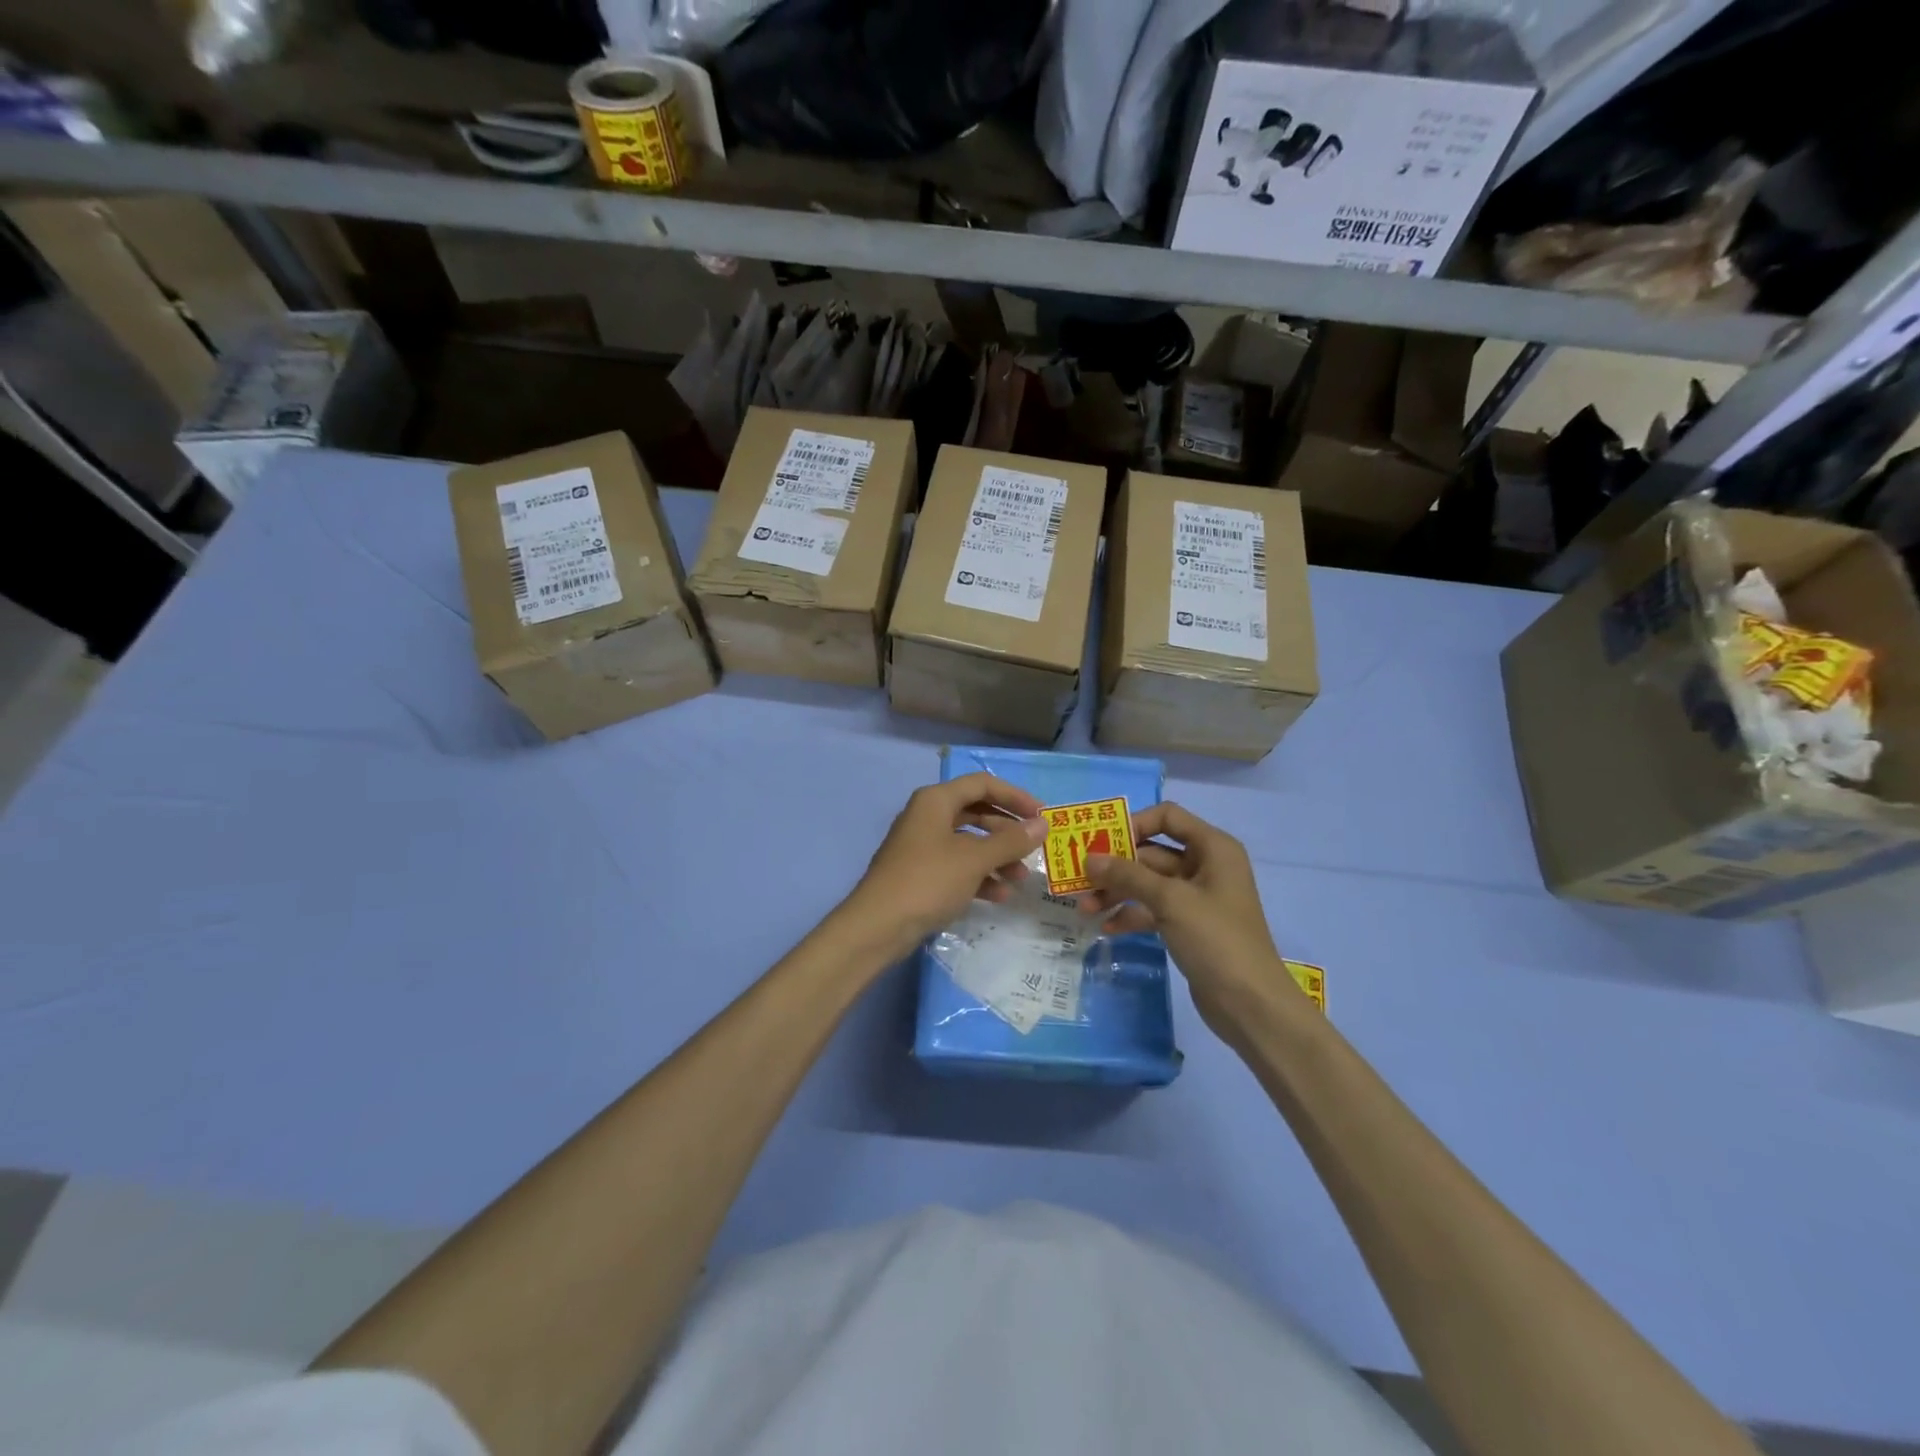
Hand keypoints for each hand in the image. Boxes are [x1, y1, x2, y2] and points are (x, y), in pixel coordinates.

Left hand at [834, 773, 1045, 962]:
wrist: (878, 926)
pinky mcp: (921, 874)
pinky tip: (1000, 895)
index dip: (1015, 796)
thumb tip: (1042, 825)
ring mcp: (922, 846)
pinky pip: (958, 866)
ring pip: (969, 843)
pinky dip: (980, 876)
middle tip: (1035, 847)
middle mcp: (928, 816)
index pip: (982, 784)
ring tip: (1021, 878)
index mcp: (936, 801)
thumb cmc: (928, 881)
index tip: (1042, 815)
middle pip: (977, 813)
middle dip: (1008, 831)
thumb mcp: (974, 859)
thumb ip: (1011, 841)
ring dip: (997, 857)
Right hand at [1076, 803, 1298, 1038]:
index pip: (1168, 817)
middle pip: (1152, 852)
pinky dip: (1131, 914)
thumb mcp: (1170, 901)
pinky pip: (1153, 909)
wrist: (1251, 1004)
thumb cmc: (1216, 939)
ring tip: (1086, 908)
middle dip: (1116, 866)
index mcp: (1213, 847)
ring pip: (1148, 883)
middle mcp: (1206, 865)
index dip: (1134, 823)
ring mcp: (1197, 897)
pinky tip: (1106, 927)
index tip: (1101, 842)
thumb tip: (1089, 858)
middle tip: (1080, 879)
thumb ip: (1128, 875)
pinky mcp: (1188, 925)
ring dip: (1118, 892)